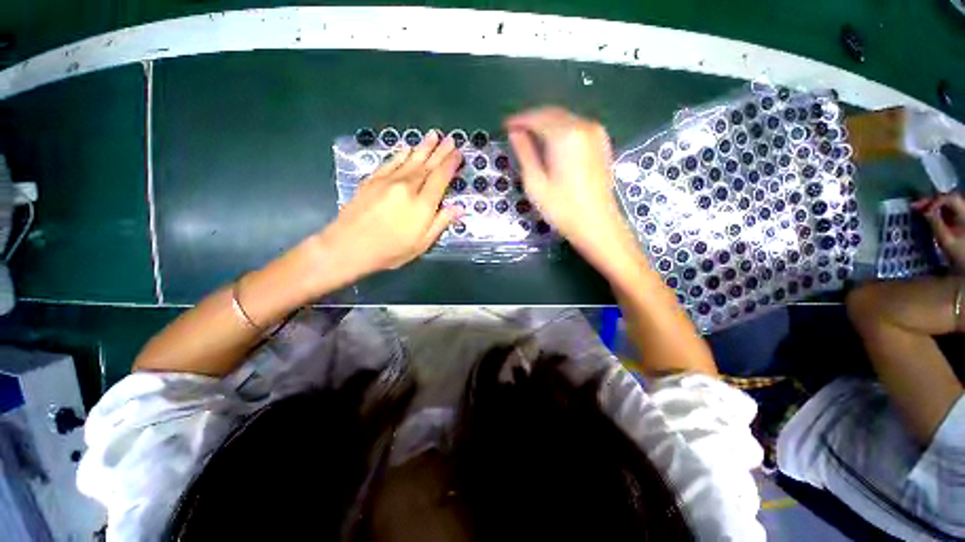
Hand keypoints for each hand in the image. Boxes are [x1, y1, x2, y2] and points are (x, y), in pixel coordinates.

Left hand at [314, 130, 461, 281]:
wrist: (349, 246)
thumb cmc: (390, 250)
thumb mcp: (422, 244)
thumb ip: (441, 223)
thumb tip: (459, 208)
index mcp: (422, 204)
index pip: (440, 179)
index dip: (450, 165)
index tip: (458, 154)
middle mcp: (407, 187)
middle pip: (427, 165)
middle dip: (440, 152)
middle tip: (450, 139)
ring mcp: (388, 181)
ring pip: (410, 160)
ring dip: (423, 147)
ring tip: (434, 135)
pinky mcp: (373, 180)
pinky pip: (391, 162)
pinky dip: (401, 153)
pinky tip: (407, 148)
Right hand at [505, 107, 639, 269]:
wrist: (597, 225)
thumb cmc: (562, 208)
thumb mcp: (535, 183)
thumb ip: (524, 153)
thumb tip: (515, 133)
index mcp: (565, 135)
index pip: (537, 117)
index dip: (519, 120)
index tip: (505, 126)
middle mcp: (583, 126)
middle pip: (552, 113)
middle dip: (532, 119)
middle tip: (515, 132)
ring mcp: (596, 133)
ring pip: (565, 119)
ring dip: (546, 124)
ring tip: (530, 138)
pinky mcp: (602, 143)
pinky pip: (576, 127)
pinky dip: (560, 130)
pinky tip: (551, 144)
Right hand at [913, 193, 964, 272]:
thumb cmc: (959, 255)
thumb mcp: (946, 240)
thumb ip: (936, 224)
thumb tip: (924, 210)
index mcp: (964, 214)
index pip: (950, 198)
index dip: (935, 201)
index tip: (921, 209)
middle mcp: (964, 211)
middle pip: (948, 199)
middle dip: (931, 201)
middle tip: (914, 206)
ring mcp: (961, 215)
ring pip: (946, 204)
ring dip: (932, 205)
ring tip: (918, 209)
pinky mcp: (958, 220)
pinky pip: (946, 210)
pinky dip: (935, 211)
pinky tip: (927, 214)